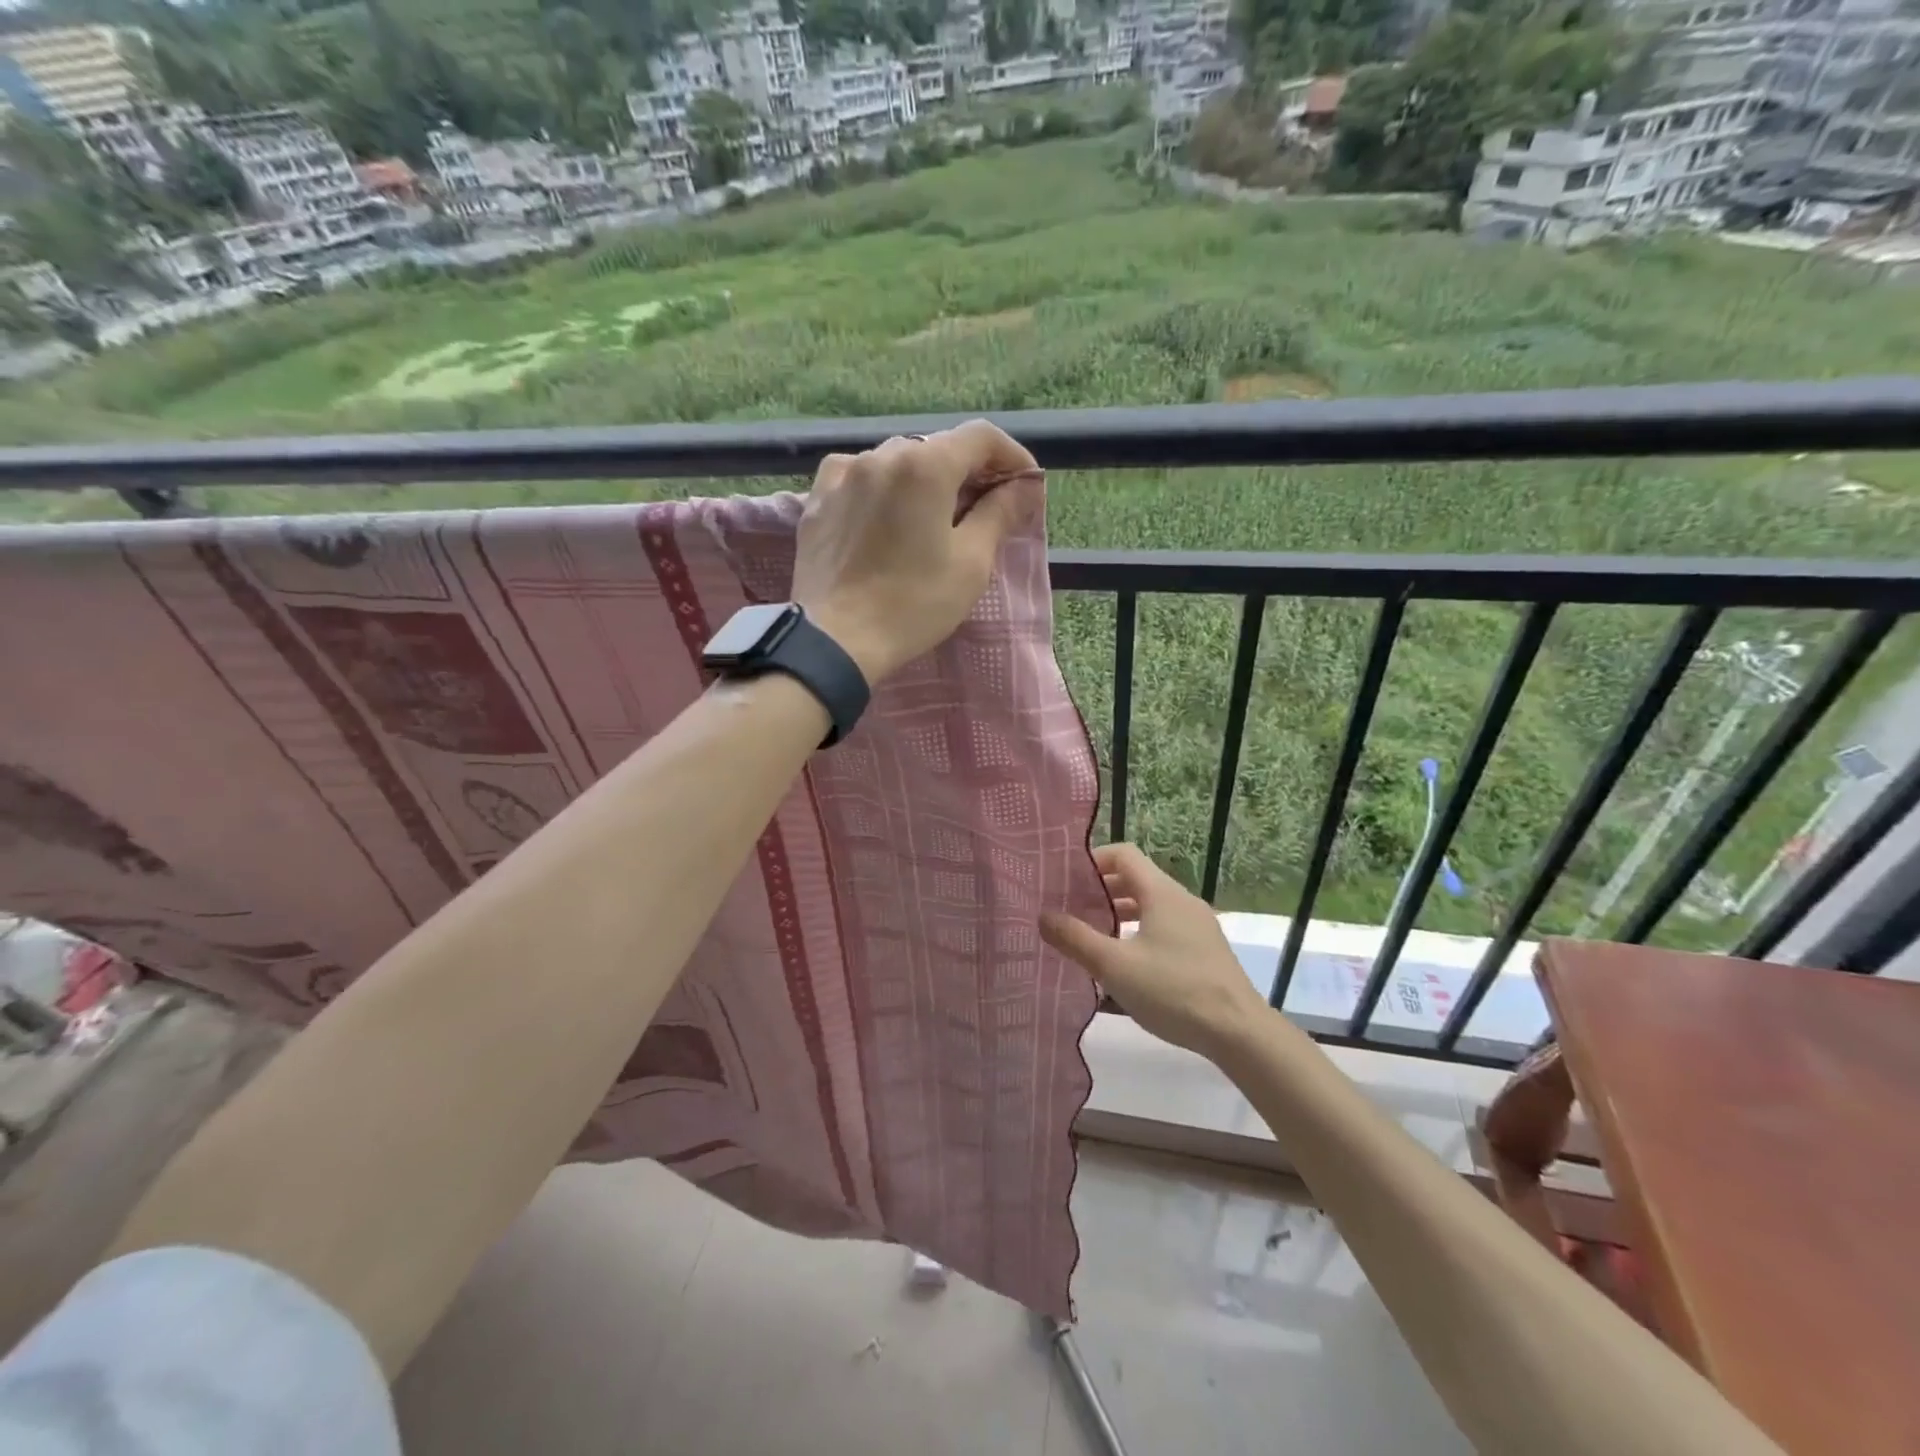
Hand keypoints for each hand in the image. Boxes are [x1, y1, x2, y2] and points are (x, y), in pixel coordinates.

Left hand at [793, 420, 1041, 682]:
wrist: (835, 640)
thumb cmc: (913, 604)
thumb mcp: (970, 563)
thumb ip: (999, 514)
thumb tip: (1024, 486)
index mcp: (925, 465)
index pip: (981, 437)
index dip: (1011, 456)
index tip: (1025, 486)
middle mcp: (881, 455)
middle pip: (938, 447)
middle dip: (968, 472)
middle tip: (984, 509)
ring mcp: (844, 475)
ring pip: (897, 461)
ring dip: (924, 480)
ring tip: (933, 517)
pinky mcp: (817, 500)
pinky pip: (859, 477)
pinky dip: (881, 488)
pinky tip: (883, 515)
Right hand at [1040, 844, 1268, 1058]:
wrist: (1239, 1033)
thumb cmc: (1173, 990)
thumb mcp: (1114, 966)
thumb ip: (1075, 938)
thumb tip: (1043, 915)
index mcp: (1161, 892)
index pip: (1123, 854)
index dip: (1092, 861)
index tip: (1066, 882)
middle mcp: (1181, 900)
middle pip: (1135, 879)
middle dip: (1100, 890)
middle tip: (1070, 909)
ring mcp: (1197, 925)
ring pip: (1150, 905)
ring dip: (1119, 914)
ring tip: (1091, 936)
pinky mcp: (1204, 950)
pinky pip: (1164, 927)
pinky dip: (1139, 932)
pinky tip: (1125, 963)